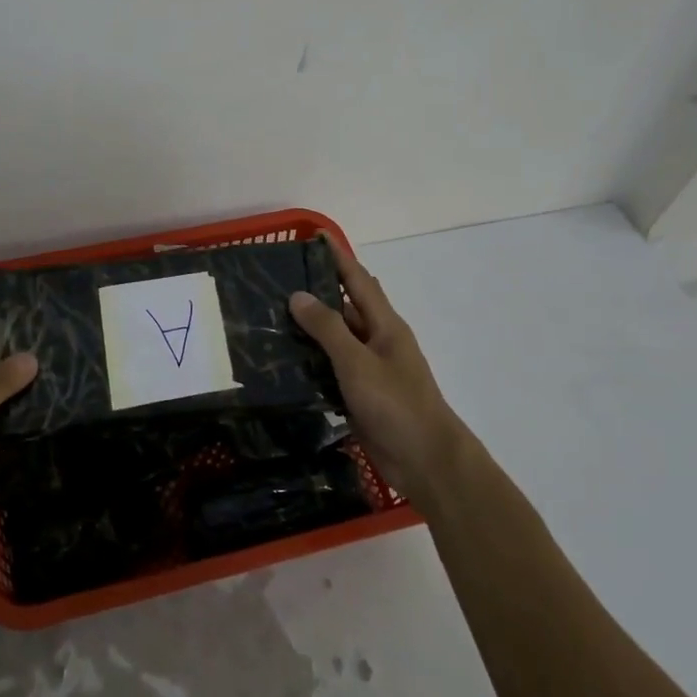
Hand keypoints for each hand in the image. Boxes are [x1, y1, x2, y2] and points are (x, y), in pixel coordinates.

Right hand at [289, 238, 472, 502]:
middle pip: (345, 308)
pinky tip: (284, 363)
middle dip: (317, 292)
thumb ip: (328, 328)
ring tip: (270, 318)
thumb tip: (298, 294)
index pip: (358, 280)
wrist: (426, 461)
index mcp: (385, 325)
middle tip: (277, 282)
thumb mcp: (358, 362)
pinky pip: (331, 370)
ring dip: (309, 330)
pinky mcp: (360, 395)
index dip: (337, 257)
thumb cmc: (396, 404)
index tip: (314, 235)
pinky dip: (310, 362)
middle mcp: (377, 341)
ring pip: (335, 340)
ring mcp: (370, 370)